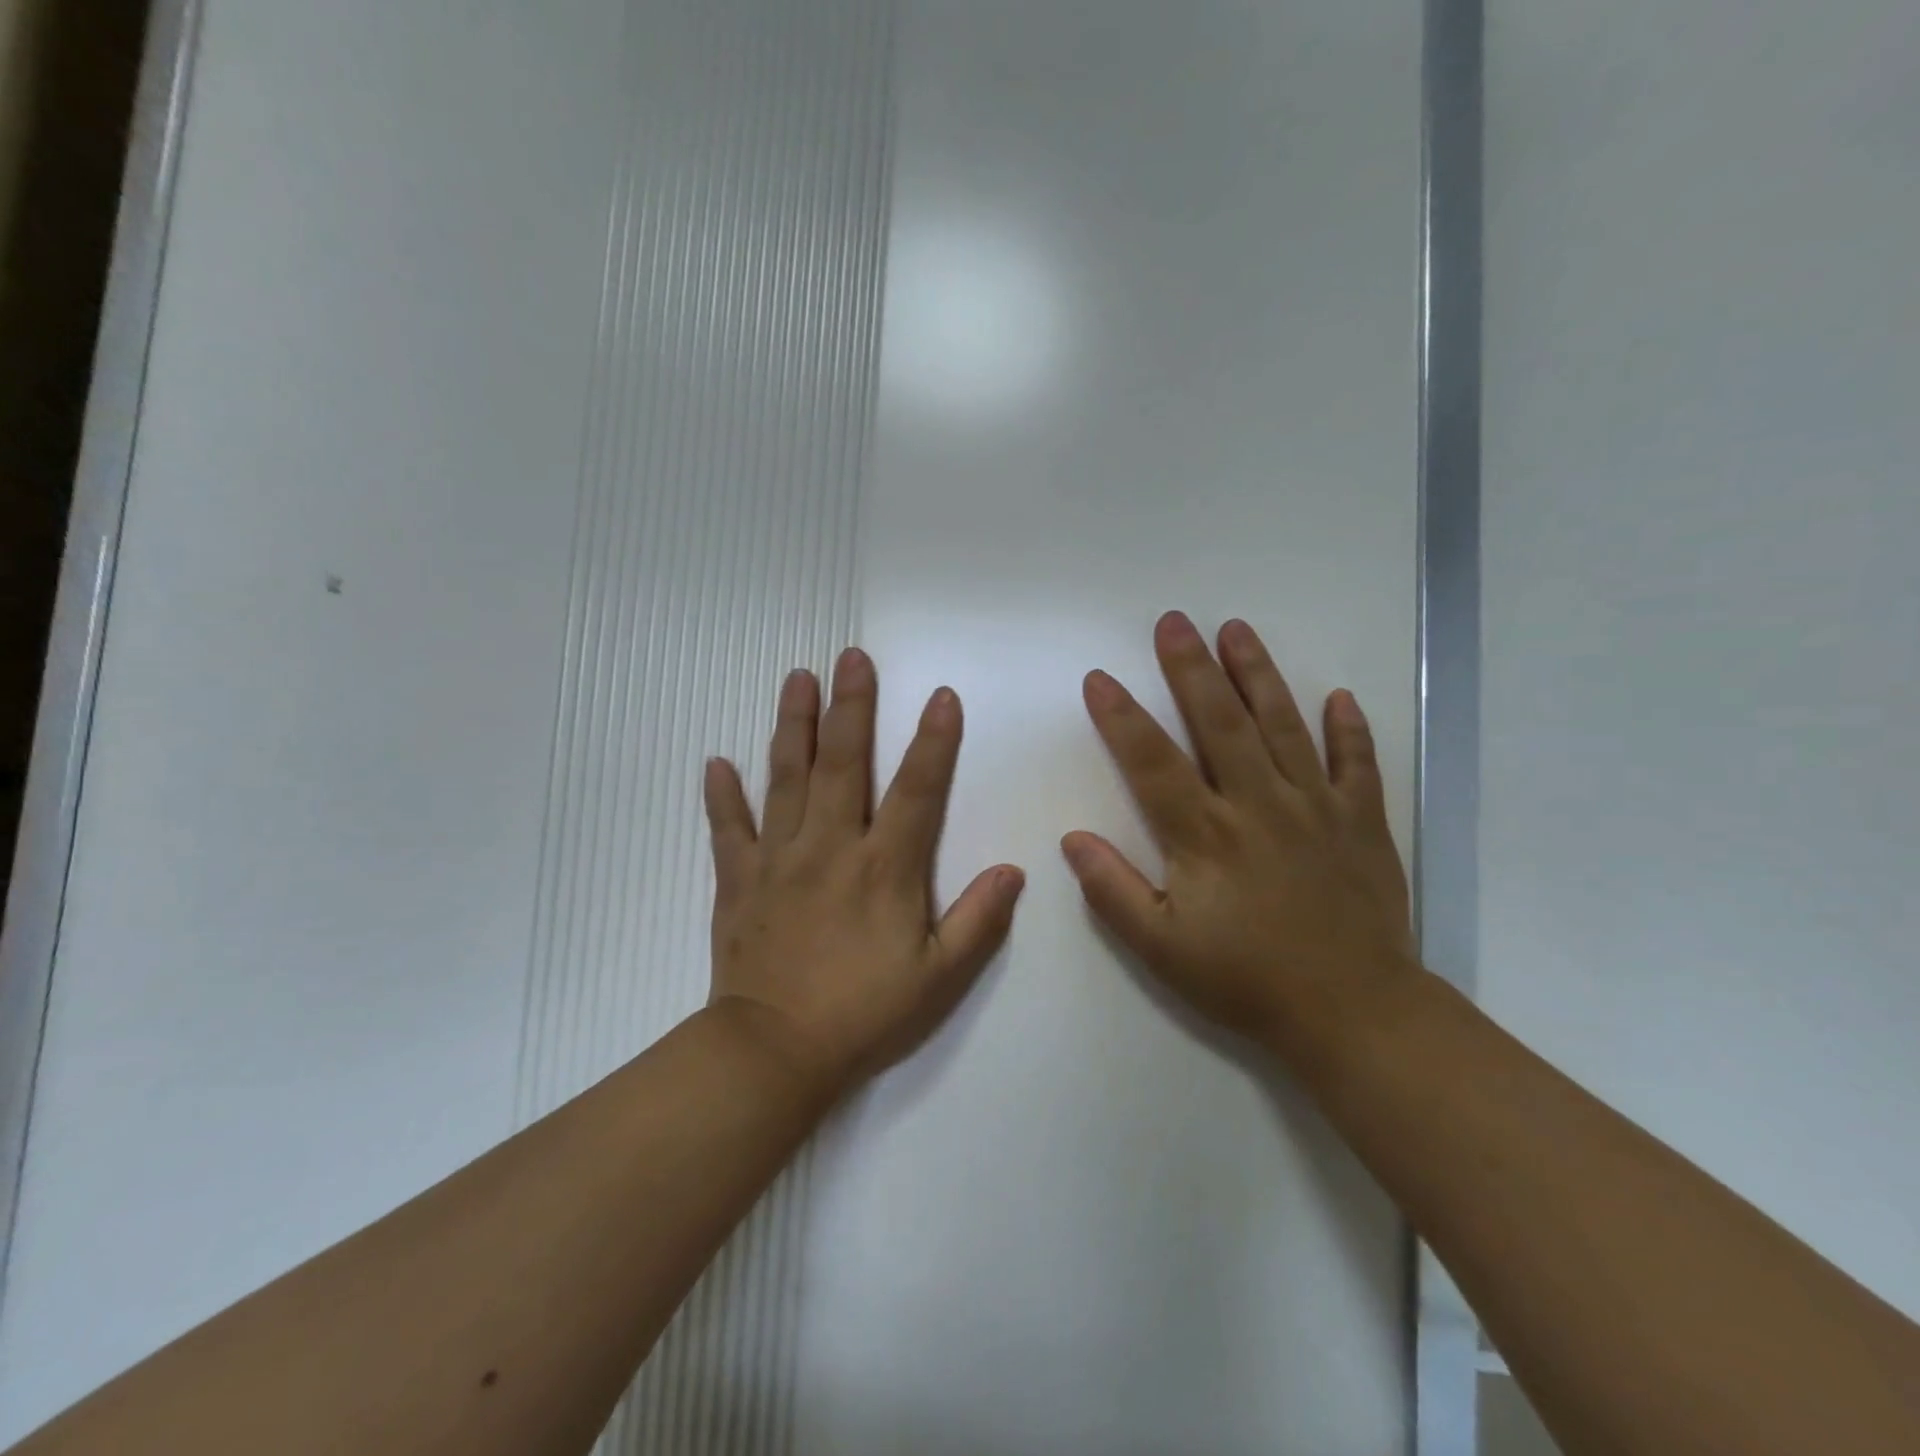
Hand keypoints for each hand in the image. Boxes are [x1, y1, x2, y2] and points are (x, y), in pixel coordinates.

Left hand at [704, 648, 1025, 1093]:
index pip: (916, 790)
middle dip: (852, 706)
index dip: (934, 741)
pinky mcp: (738, 881)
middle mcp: (830, 847)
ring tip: (797, 679)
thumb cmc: (864, 1015)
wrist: (774, 1054)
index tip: (941, 696)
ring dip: (793, 725)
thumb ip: (978, 921)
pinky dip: (722, 796)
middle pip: (843, 763)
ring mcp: (779, 859)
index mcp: (884, 868)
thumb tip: (1013, 870)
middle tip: (851, 656)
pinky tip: (715, 762)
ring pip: (785, 778)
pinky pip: (728, 829)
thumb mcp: (939, 979)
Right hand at [1062, 613, 1417, 1050]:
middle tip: (1173, 622)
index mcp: (1205, 836)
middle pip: (1220, 723)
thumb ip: (1113, 891)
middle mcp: (1258, 805)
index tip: (1100, 678)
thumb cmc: (1246, 980)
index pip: (1153, 761)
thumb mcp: (1161, 949)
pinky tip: (1337, 697)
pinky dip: (1349, 729)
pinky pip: (1358, 764)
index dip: (1122, 717)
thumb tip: (1073, 839)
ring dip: (1258, 674)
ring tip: (1236, 629)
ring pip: (1284, 726)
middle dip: (1191, 668)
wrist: (1353, 1013)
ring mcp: (1316, 807)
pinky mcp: (1362, 822)